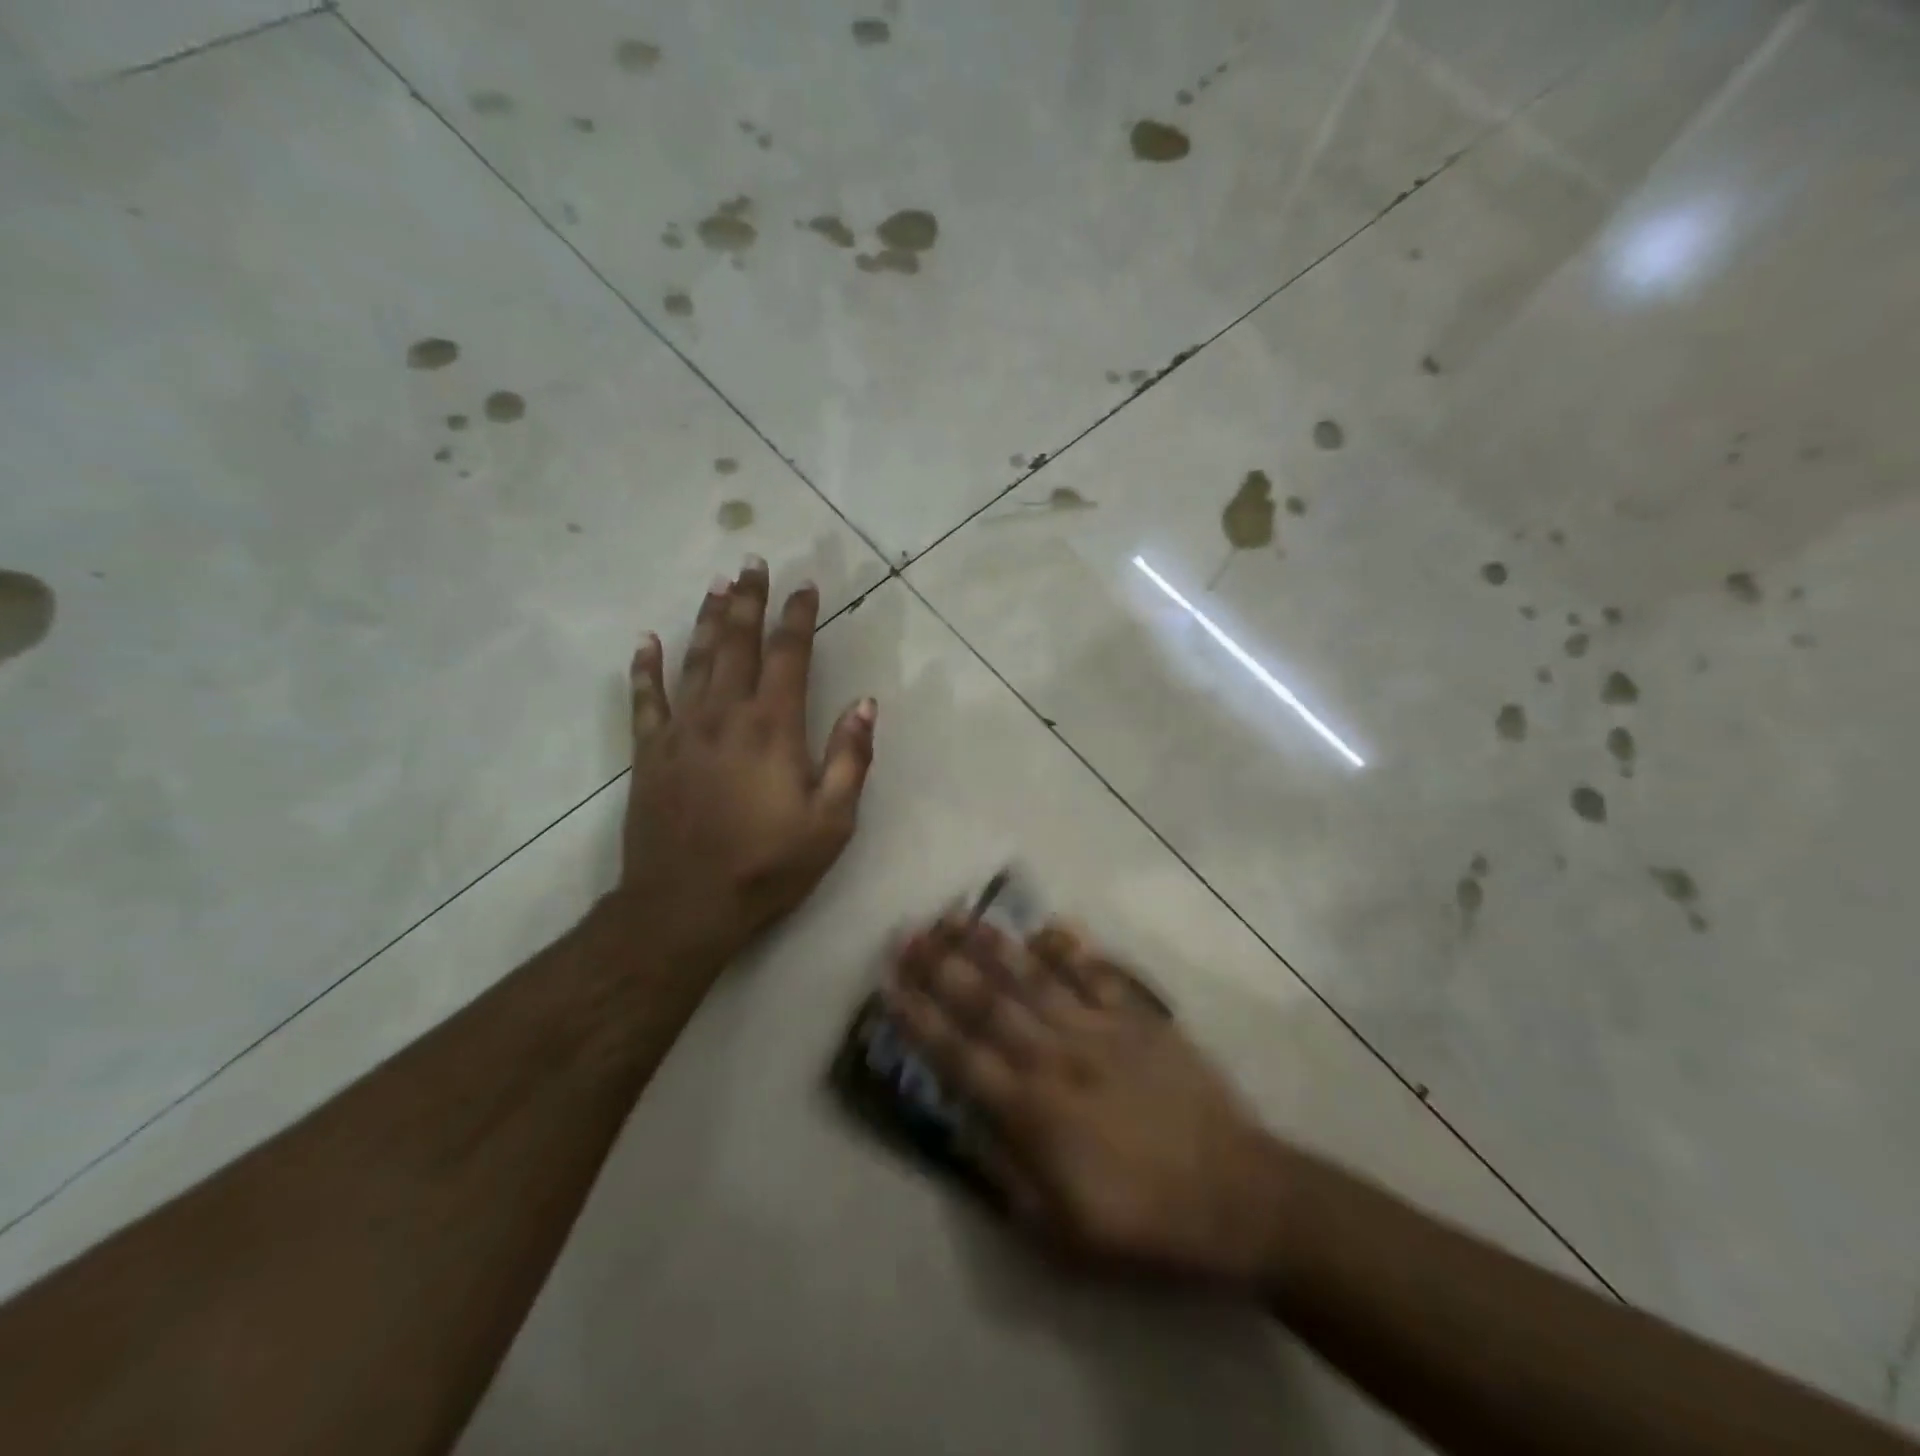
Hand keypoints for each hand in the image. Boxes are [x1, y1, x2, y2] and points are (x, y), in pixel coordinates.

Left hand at [623, 556, 875, 968]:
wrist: (685, 905)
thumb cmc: (767, 865)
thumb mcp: (831, 821)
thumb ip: (850, 758)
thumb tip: (865, 704)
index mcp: (772, 727)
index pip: (789, 655)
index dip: (798, 617)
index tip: (805, 587)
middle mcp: (724, 715)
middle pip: (737, 643)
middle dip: (749, 601)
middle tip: (753, 563)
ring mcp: (681, 731)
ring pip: (695, 659)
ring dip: (708, 620)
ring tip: (717, 586)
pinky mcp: (650, 752)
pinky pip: (645, 699)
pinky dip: (646, 668)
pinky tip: (647, 641)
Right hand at [885, 917, 1286, 1281]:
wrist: (1238, 1196)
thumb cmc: (1145, 1223)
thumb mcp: (1061, 1233)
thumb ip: (1006, 1176)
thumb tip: (966, 1127)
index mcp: (1031, 1111)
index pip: (959, 1055)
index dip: (919, 1019)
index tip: (889, 985)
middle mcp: (1056, 1057)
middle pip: (988, 1002)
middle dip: (942, 966)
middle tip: (909, 932)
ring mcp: (1100, 1030)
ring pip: (1034, 977)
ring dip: (993, 945)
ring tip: (959, 916)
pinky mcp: (1140, 1019)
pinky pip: (1097, 975)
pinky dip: (1070, 949)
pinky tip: (1047, 926)